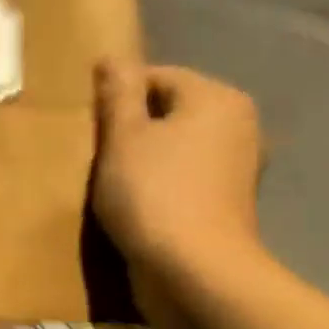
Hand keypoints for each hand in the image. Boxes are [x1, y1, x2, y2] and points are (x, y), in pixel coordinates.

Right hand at [92, 59, 265, 284]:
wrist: (194, 271)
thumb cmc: (153, 193)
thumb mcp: (123, 137)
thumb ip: (117, 93)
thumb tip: (112, 56)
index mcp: (217, 98)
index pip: (156, 77)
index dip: (117, 98)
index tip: (90, 128)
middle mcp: (238, 124)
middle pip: (167, 111)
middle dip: (130, 129)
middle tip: (96, 153)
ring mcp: (237, 166)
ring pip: (174, 146)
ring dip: (142, 158)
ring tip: (111, 180)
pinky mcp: (226, 201)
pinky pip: (183, 176)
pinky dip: (159, 183)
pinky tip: (136, 203)